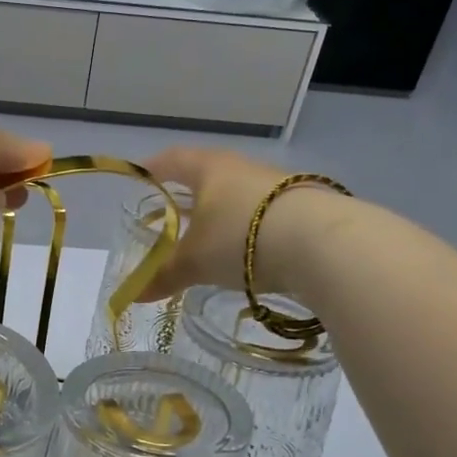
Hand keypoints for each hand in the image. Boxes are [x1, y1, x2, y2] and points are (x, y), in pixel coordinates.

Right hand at [141, 147, 348, 300]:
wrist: (321, 242)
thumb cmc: (240, 237)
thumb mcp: (195, 261)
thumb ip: (164, 276)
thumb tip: (134, 296)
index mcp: (209, 168)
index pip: (172, 160)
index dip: (152, 169)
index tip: (140, 177)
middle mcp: (242, 168)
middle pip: (207, 176)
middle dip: (187, 196)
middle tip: (170, 216)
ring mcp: (276, 186)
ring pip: (237, 197)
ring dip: (220, 215)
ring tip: (208, 240)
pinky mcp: (302, 207)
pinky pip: (262, 215)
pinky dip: (247, 230)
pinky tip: (246, 252)